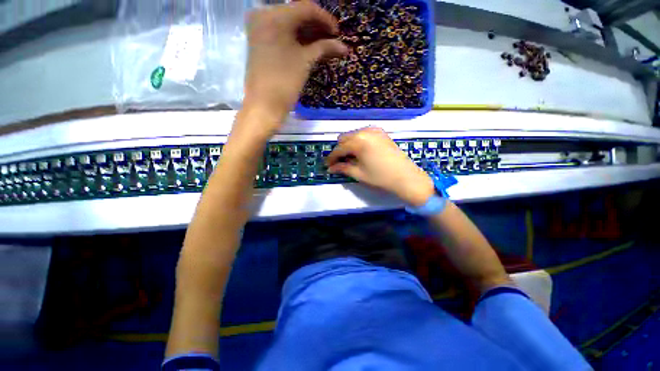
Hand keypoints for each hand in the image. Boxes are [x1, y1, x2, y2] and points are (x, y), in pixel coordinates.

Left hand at [242, 1, 347, 133]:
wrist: (265, 105)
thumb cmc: (285, 82)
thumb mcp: (306, 62)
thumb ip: (325, 48)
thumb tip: (344, 47)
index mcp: (274, 15)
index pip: (306, 8)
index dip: (326, 19)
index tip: (339, 33)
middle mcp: (264, 14)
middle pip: (297, 14)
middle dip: (317, 28)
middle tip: (333, 40)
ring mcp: (260, 27)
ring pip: (290, 24)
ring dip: (309, 34)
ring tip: (326, 46)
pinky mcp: (260, 40)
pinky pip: (283, 34)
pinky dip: (297, 40)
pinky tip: (311, 47)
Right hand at [326, 127, 434, 205]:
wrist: (406, 177)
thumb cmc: (380, 177)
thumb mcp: (359, 174)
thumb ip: (342, 168)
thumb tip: (331, 168)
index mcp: (358, 141)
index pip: (338, 149)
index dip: (331, 158)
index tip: (327, 166)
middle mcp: (365, 131)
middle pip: (344, 138)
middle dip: (339, 150)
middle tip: (339, 163)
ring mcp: (374, 130)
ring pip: (353, 135)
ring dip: (348, 145)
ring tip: (350, 159)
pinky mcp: (381, 133)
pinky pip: (363, 134)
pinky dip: (358, 142)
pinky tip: (361, 153)